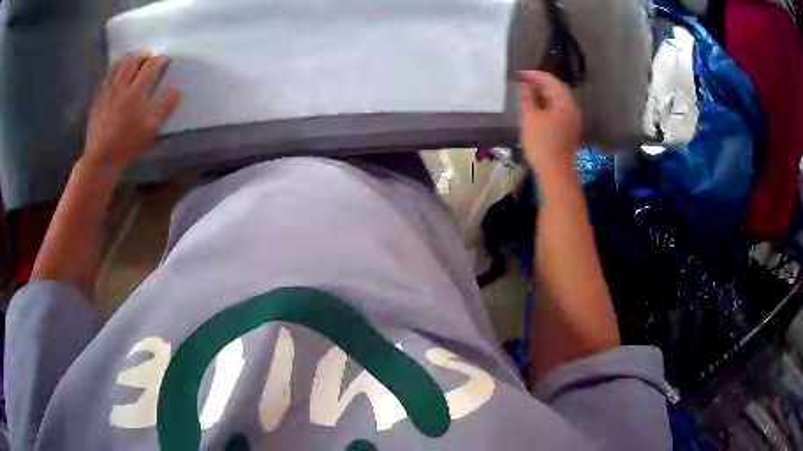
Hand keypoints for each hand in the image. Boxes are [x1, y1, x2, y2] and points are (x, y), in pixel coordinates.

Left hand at [82, 52, 181, 173]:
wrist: (100, 160)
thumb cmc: (127, 146)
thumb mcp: (150, 130)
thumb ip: (165, 107)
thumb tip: (177, 88)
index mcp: (135, 93)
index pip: (151, 66)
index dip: (161, 60)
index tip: (166, 61)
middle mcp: (121, 86)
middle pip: (134, 59)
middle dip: (144, 55)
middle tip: (150, 59)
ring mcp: (107, 91)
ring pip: (118, 63)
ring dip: (129, 58)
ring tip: (135, 62)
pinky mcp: (98, 97)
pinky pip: (107, 75)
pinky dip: (115, 68)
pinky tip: (119, 74)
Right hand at [517, 71, 579, 170]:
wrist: (556, 173)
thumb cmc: (542, 144)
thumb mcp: (530, 119)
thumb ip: (527, 99)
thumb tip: (525, 86)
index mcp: (564, 103)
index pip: (551, 81)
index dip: (534, 75)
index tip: (519, 74)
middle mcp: (571, 109)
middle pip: (557, 90)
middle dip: (540, 83)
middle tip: (523, 82)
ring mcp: (572, 121)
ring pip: (558, 101)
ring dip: (543, 95)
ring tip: (527, 94)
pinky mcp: (569, 131)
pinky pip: (558, 111)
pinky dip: (547, 105)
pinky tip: (536, 109)